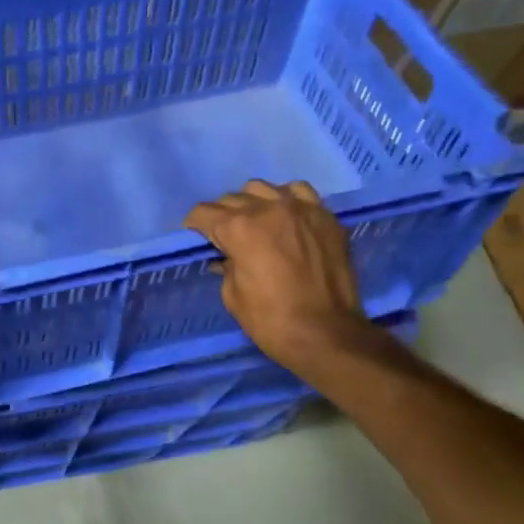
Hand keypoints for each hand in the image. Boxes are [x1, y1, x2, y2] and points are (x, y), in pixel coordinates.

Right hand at [184, 180, 369, 374]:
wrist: (328, 335)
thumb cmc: (271, 320)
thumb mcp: (232, 295)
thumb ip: (225, 265)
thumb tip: (226, 256)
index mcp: (238, 228)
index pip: (203, 212)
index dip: (195, 227)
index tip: (197, 239)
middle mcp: (267, 209)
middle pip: (232, 198)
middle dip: (223, 216)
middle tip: (226, 238)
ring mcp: (300, 208)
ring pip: (263, 188)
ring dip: (253, 203)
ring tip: (257, 223)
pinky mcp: (325, 216)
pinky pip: (300, 192)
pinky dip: (287, 200)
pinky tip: (287, 218)